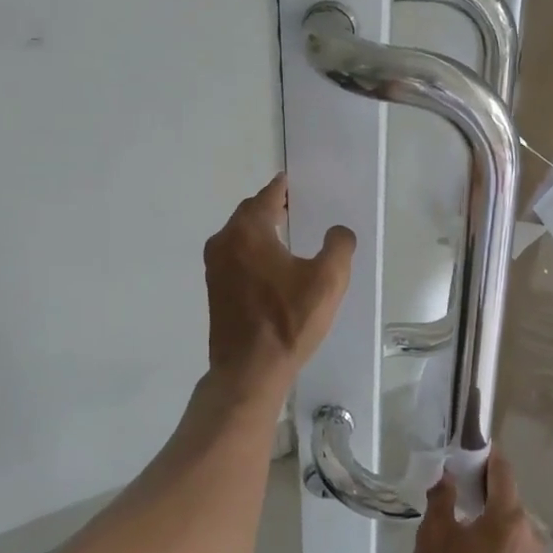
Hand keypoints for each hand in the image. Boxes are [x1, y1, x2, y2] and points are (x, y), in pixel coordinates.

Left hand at [204, 174, 355, 405]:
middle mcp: (224, 242)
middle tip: (292, 205)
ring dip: (259, 230)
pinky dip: (251, 250)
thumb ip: (339, 246)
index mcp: (248, 232)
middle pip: (248, 214)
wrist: (249, 371)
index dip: (281, 188)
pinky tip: (270, 264)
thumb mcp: (328, 280)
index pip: (267, 197)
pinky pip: (235, 256)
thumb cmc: (288, 321)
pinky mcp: (214, 289)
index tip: (291, 182)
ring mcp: (214, 267)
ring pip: (238, 236)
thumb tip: (338, 232)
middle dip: (269, 207)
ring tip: (285, 233)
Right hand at [410, 451, 544, 552]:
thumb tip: (449, 475)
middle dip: (482, 484)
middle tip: (453, 482)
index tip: (464, 448)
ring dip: (488, 511)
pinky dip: (494, 534)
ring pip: (509, 519)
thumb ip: (444, 496)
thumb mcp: (434, 534)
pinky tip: (470, 544)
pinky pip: (511, 541)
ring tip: (458, 515)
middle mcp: (529, 534)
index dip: (484, 455)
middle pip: (507, 494)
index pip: (502, 470)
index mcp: (509, 517)